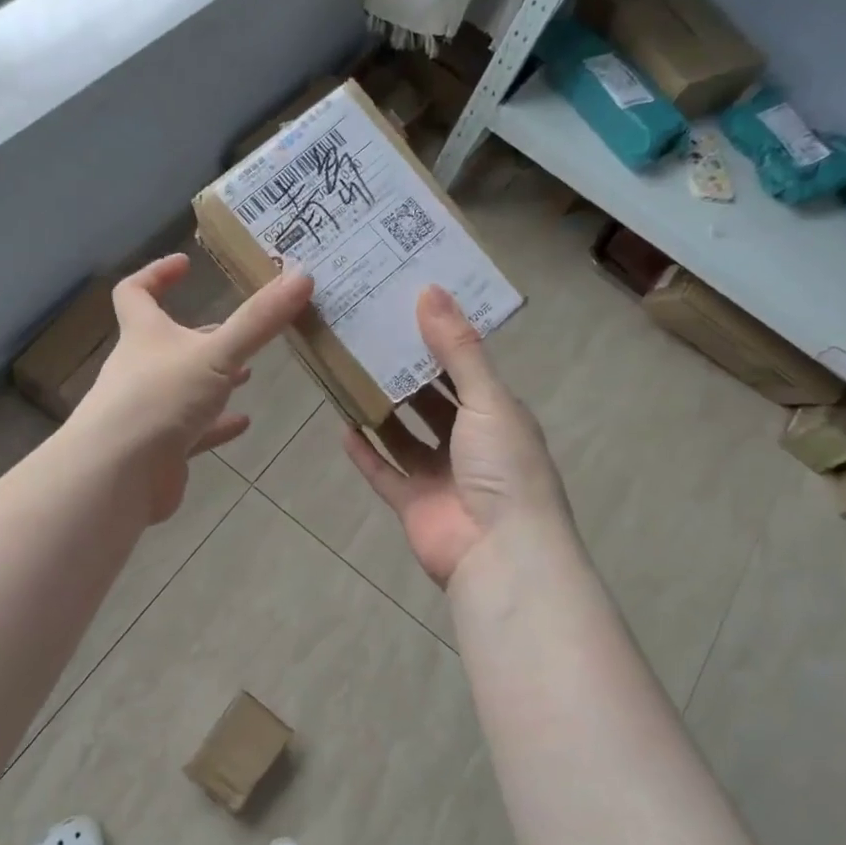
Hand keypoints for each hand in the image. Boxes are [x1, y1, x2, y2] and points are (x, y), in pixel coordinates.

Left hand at [75, 253, 314, 521]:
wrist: (119, 475)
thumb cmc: (161, 399)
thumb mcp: (217, 354)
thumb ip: (259, 321)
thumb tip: (303, 274)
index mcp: (144, 335)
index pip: (135, 292)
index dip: (156, 273)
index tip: (185, 262)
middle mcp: (140, 368)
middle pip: (166, 341)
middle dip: (201, 334)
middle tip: (238, 330)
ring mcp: (148, 410)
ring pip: (182, 387)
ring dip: (212, 380)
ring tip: (247, 374)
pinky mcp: (159, 448)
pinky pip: (191, 430)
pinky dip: (215, 425)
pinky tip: (242, 423)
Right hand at [344, 286, 569, 588]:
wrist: (501, 554)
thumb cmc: (504, 468)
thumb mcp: (487, 399)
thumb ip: (457, 349)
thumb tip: (430, 290)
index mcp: (497, 416)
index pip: (464, 370)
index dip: (437, 342)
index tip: (404, 311)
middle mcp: (470, 443)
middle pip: (431, 402)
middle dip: (404, 375)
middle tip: (367, 339)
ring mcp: (440, 476)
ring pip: (404, 436)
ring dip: (381, 411)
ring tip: (348, 376)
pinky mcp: (414, 503)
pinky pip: (384, 472)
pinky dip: (365, 452)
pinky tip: (342, 426)